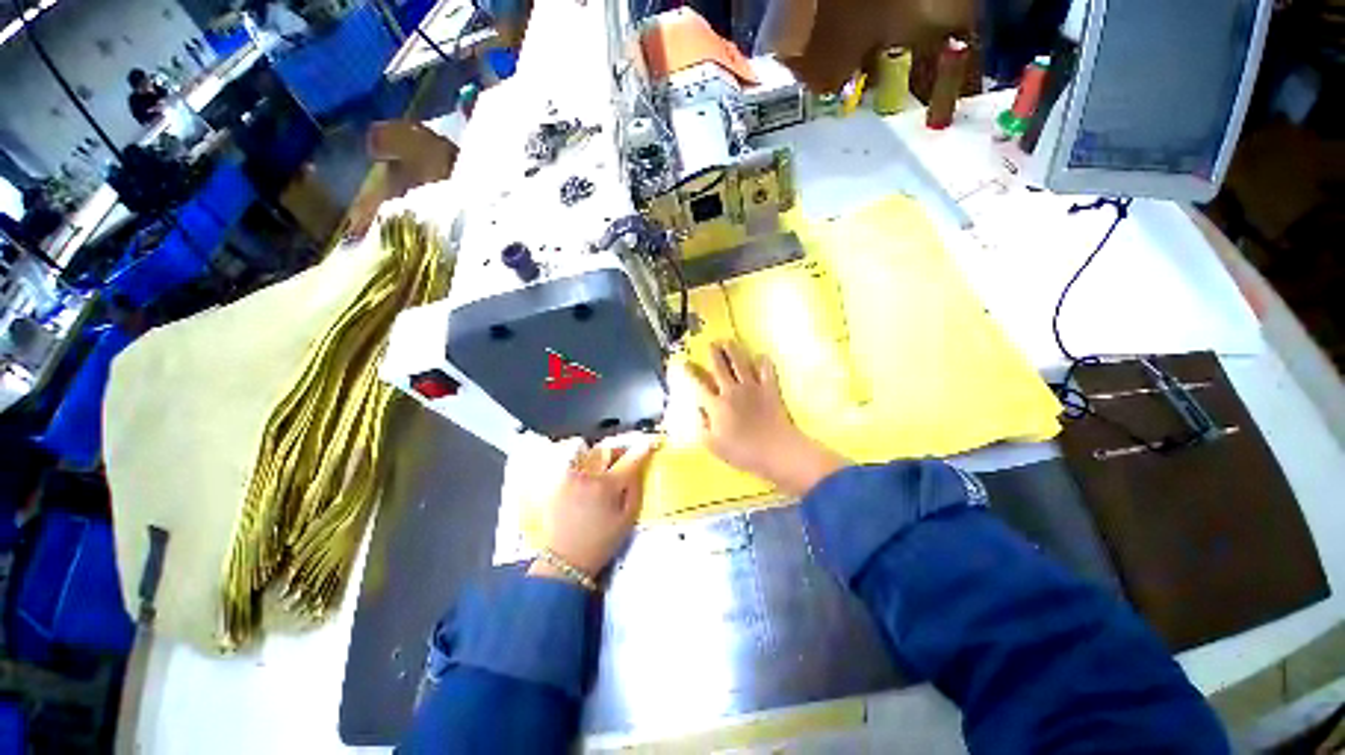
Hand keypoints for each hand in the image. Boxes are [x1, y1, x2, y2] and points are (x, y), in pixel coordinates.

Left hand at [528, 436, 656, 581]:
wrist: (565, 559)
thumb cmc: (601, 541)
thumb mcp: (627, 518)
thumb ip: (635, 487)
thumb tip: (639, 465)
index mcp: (606, 486)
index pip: (630, 459)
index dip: (643, 448)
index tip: (651, 442)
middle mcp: (586, 475)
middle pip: (609, 449)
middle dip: (621, 449)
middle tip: (628, 457)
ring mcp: (569, 475)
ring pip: (591, 451)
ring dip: (604, 453)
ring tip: (609, 465)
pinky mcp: (557, 480)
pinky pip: (574, 458)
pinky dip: (584, 457)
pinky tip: (590, 469)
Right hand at [685, 341, 847, 496]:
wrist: (776, 450)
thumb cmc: (742, 452)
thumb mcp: (714, 445)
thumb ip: (702, 426)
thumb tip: (698, 410)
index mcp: (716, 405)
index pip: (700, 384)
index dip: (691, 372)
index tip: (686, 362)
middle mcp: (731, 391)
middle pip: (720, 367)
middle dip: (713, 353)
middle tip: (710, 343)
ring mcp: (752, 387)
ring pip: (740, 362)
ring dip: (733, 350)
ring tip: (728, 341)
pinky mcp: (770, 388)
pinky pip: (766, 369)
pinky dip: (763, 361)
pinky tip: (761, 356)